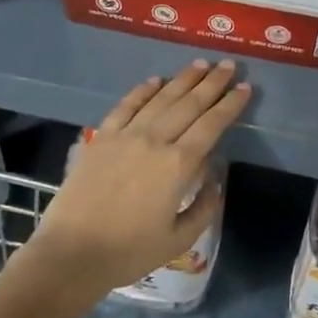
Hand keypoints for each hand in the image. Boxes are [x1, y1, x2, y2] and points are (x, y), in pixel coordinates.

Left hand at [32, 61, 247, 299]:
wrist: (71, 253)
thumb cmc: (129, 252)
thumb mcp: (179, 240)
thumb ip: (203, 208)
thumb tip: (214, 180)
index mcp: (178, 165)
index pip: (211, 125)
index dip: (230, 105)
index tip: (245, 88)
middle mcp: (155, 140)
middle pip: (189, 104)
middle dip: (212, 83)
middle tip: (229, 65)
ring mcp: (125, 135)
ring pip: (160, 99)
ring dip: (183, 79)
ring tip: (200, 64)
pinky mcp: (101, 137)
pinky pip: (126, 106)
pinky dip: (142, 90)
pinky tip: (155, 80)